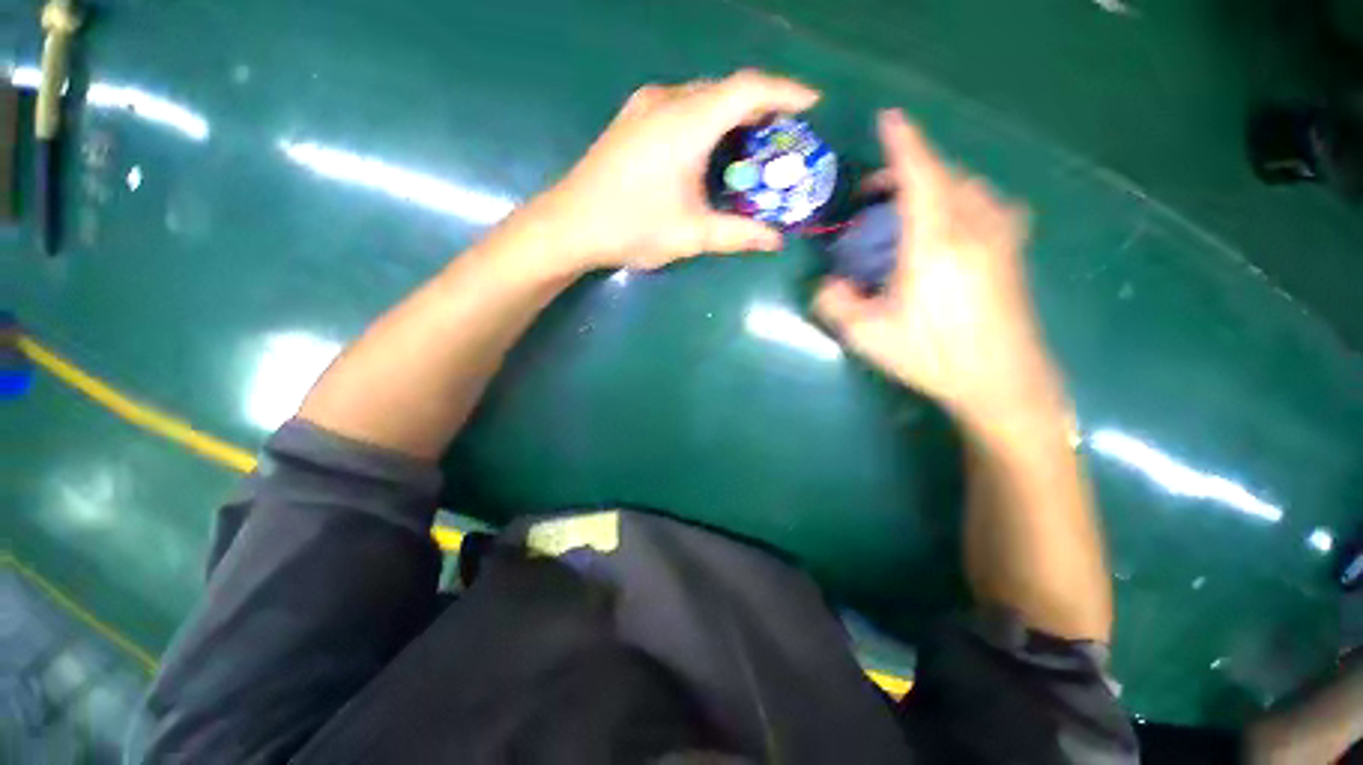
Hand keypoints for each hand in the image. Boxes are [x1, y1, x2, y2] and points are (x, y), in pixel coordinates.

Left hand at [526, 70, 819, 273]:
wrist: (569, 225)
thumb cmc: (631, 227)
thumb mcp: (691, 235)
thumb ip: (739, 235)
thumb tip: (776, 241)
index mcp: (687, 122)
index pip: (748, 89)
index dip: (786, 91)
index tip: (813, 104)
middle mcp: (667, 101)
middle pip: (727, 90)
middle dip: (762, 109)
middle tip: (782, 140)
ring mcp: (644, 107)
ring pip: (703, 97)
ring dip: (732, 116)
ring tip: (750, 148)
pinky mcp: (632, 120)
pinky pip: (682, 107)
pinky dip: (707, 122)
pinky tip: (709, 150)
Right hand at [814, 110, 1063, 426]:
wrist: (1002, 381)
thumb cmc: (933, 357)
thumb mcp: (869, 336)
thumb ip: (836, 304)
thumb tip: (826, 285)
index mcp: (935, 244)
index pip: (920, 176)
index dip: (903, 143)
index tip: (889, 118)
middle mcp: (973, 228)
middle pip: (944, 176)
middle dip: (908, 170)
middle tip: (874, 192)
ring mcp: (1001, 237)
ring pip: (969, 186)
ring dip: (936, 183)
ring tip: (909, 205)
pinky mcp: (1014, 251)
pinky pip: (990, 203)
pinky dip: (964, 198)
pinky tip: (954, 222)